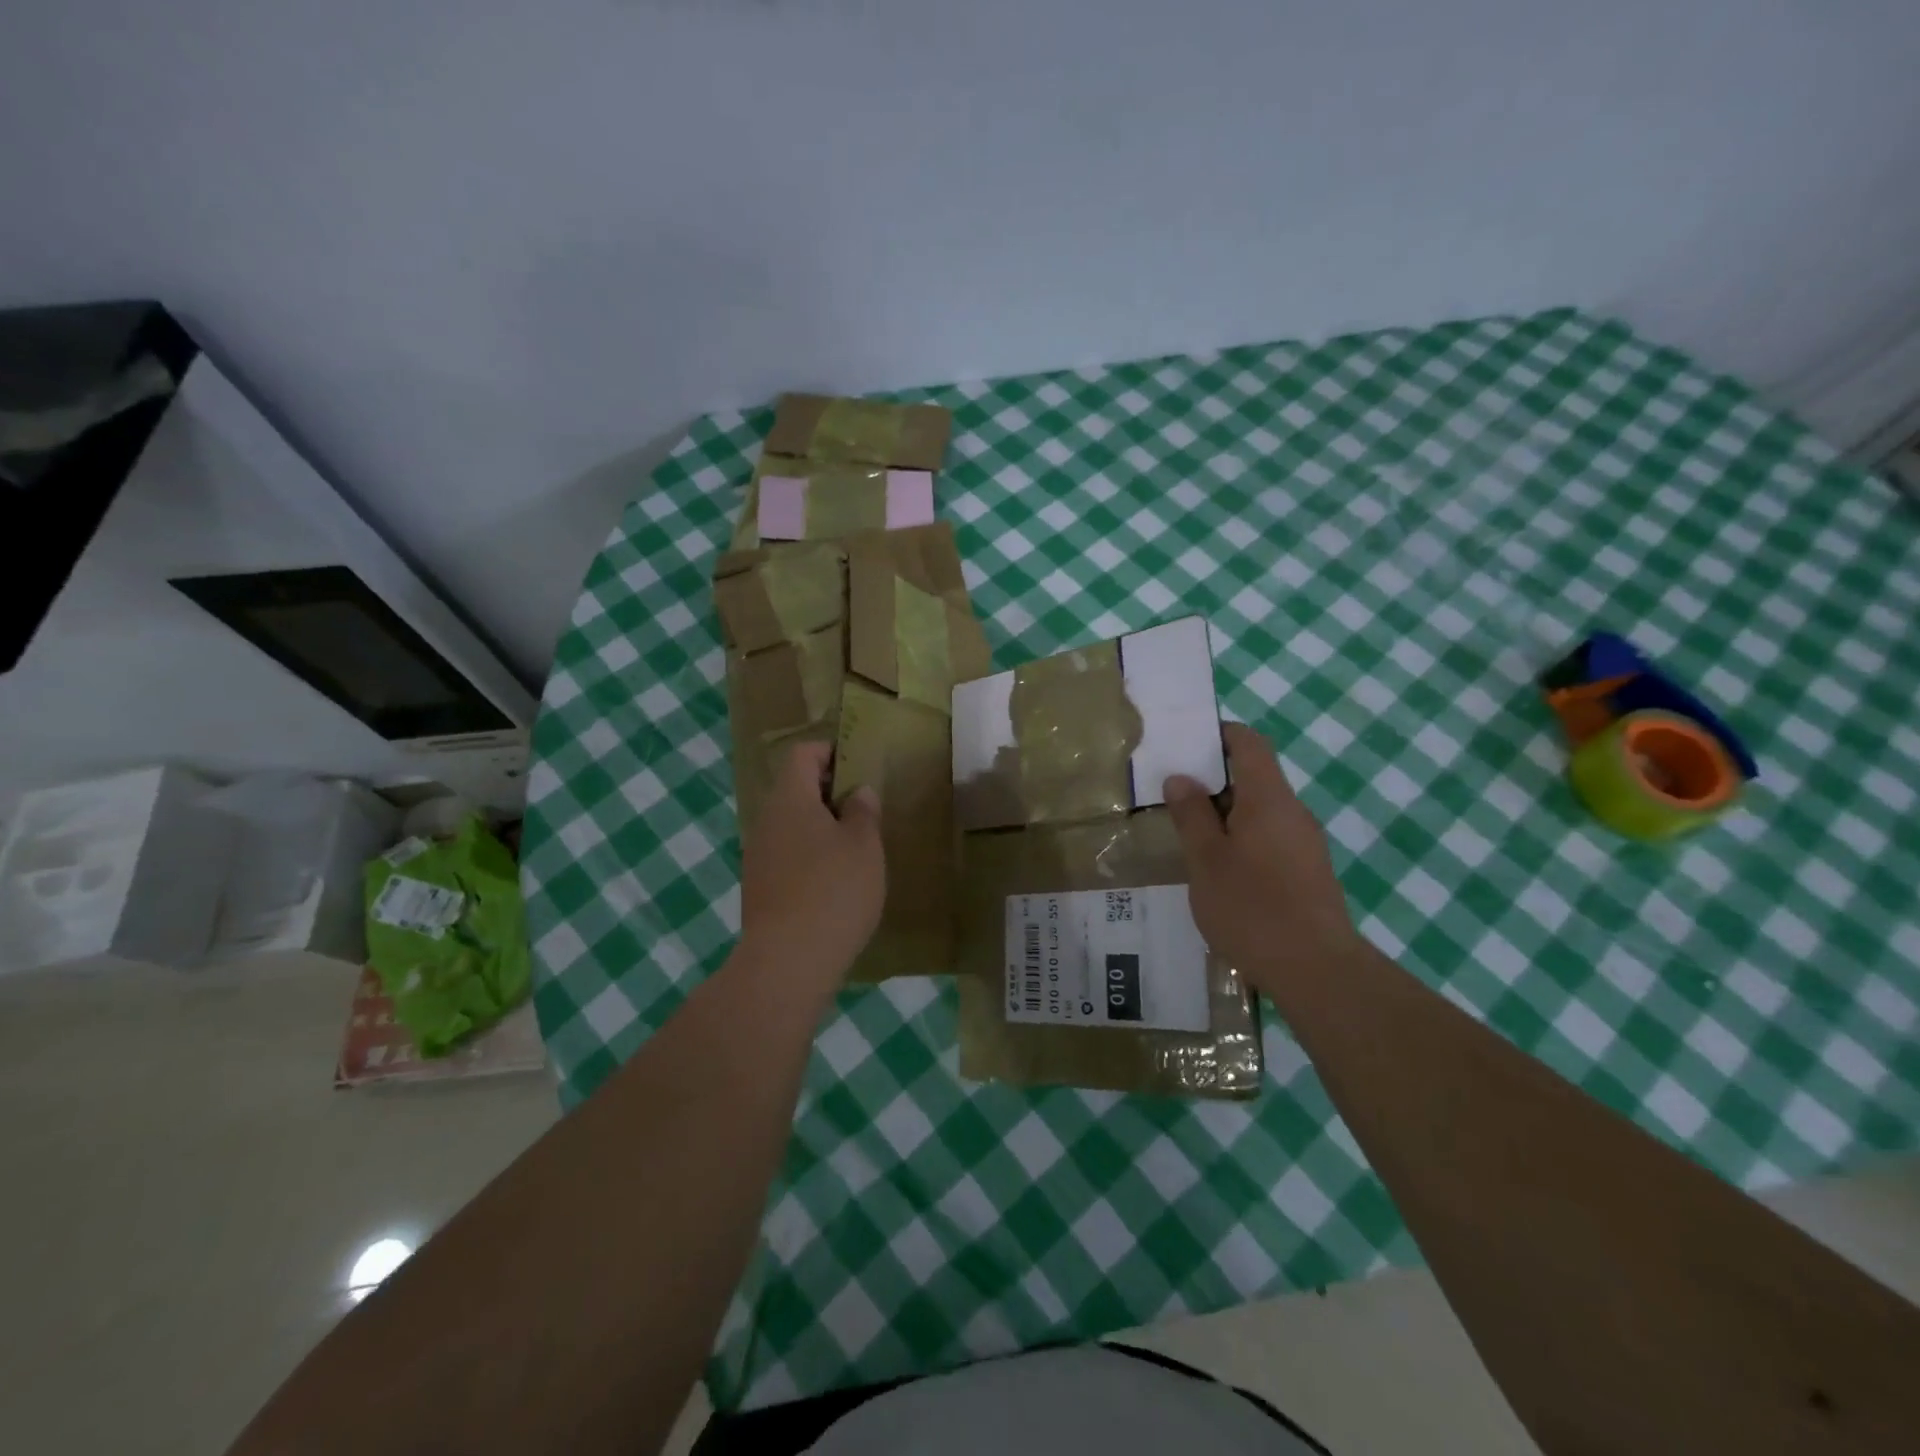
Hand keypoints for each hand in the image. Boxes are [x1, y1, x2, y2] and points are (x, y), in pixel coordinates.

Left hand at [738, 741, 884, 987]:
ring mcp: (757, 855)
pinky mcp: (759, 887)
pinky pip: (786, 854)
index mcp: (790, 799)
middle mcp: (766, 820)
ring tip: (855, 849)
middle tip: (865, 811)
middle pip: (796, 789)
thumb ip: (863, 811)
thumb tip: (857, 792)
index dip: (831, 752)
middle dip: (830, 793)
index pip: (803, 754)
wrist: (787, 961)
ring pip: (791, 824)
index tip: (859, 768)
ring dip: (821, 827)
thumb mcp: (864, 846)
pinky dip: (809, 855)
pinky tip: (834, 882)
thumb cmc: (834, 891)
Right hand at [1164, 723, 1361, 999]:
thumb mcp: (1206, 860)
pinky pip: (1271, 838)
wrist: (1316, 970)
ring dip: (1226, 814)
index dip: (1219, 734)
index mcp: (1269, 799)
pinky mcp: (1309, 872)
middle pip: (1255, 776)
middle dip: (1214, 780)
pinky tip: (1220, 871)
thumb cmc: (1252, 908)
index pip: (1249, 743)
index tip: (1186, 745)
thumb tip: (1181, 778)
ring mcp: (1305, 843)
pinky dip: (1242, 839)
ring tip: (1189, 836)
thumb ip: (1191, 815)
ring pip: (1261, 811)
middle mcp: (1293, 812)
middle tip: (1173, 796)